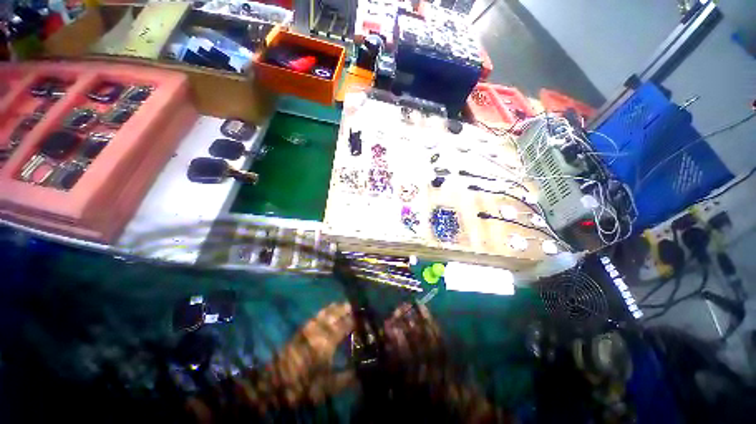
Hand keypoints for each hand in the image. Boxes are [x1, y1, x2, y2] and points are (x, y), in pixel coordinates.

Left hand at [268, 302, 355, 404]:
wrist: (273, 384)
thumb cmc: (302, 385)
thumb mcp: (326, 387)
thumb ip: (345, 378)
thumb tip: (360, 372)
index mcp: (327, 342)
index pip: (345, 326)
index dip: (354, 321)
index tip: (363, 317)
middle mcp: (319, 331)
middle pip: (335, 315)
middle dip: (345, 309)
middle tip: (355, 305)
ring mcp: (309, 329)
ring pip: (325, 313)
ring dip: (335, 307)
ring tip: (343, 303)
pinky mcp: (301, 330)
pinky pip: (316, 316)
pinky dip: (324, 311)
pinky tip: (326, 310)